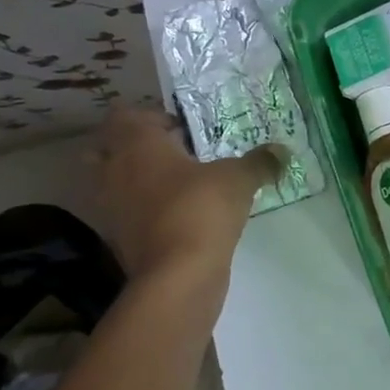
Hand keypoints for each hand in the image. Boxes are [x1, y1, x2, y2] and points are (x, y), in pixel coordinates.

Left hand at [92, 106, 285, 279]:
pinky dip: (142, 212)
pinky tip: (177, 216)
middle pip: (106, 147)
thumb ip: (259, 162)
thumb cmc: (200, 209)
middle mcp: (113, 170)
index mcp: (136, 144)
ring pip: (113, 183)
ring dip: (135, 180)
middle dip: (133, 147)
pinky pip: (125, 214)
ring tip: (175, 186)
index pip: (126, 114)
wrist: (177, 275)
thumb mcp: (238, 179)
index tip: (183, 129)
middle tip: (172, 154)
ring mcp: (110, 207)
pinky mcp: (118, 239)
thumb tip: (282, 150)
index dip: (152, 116)